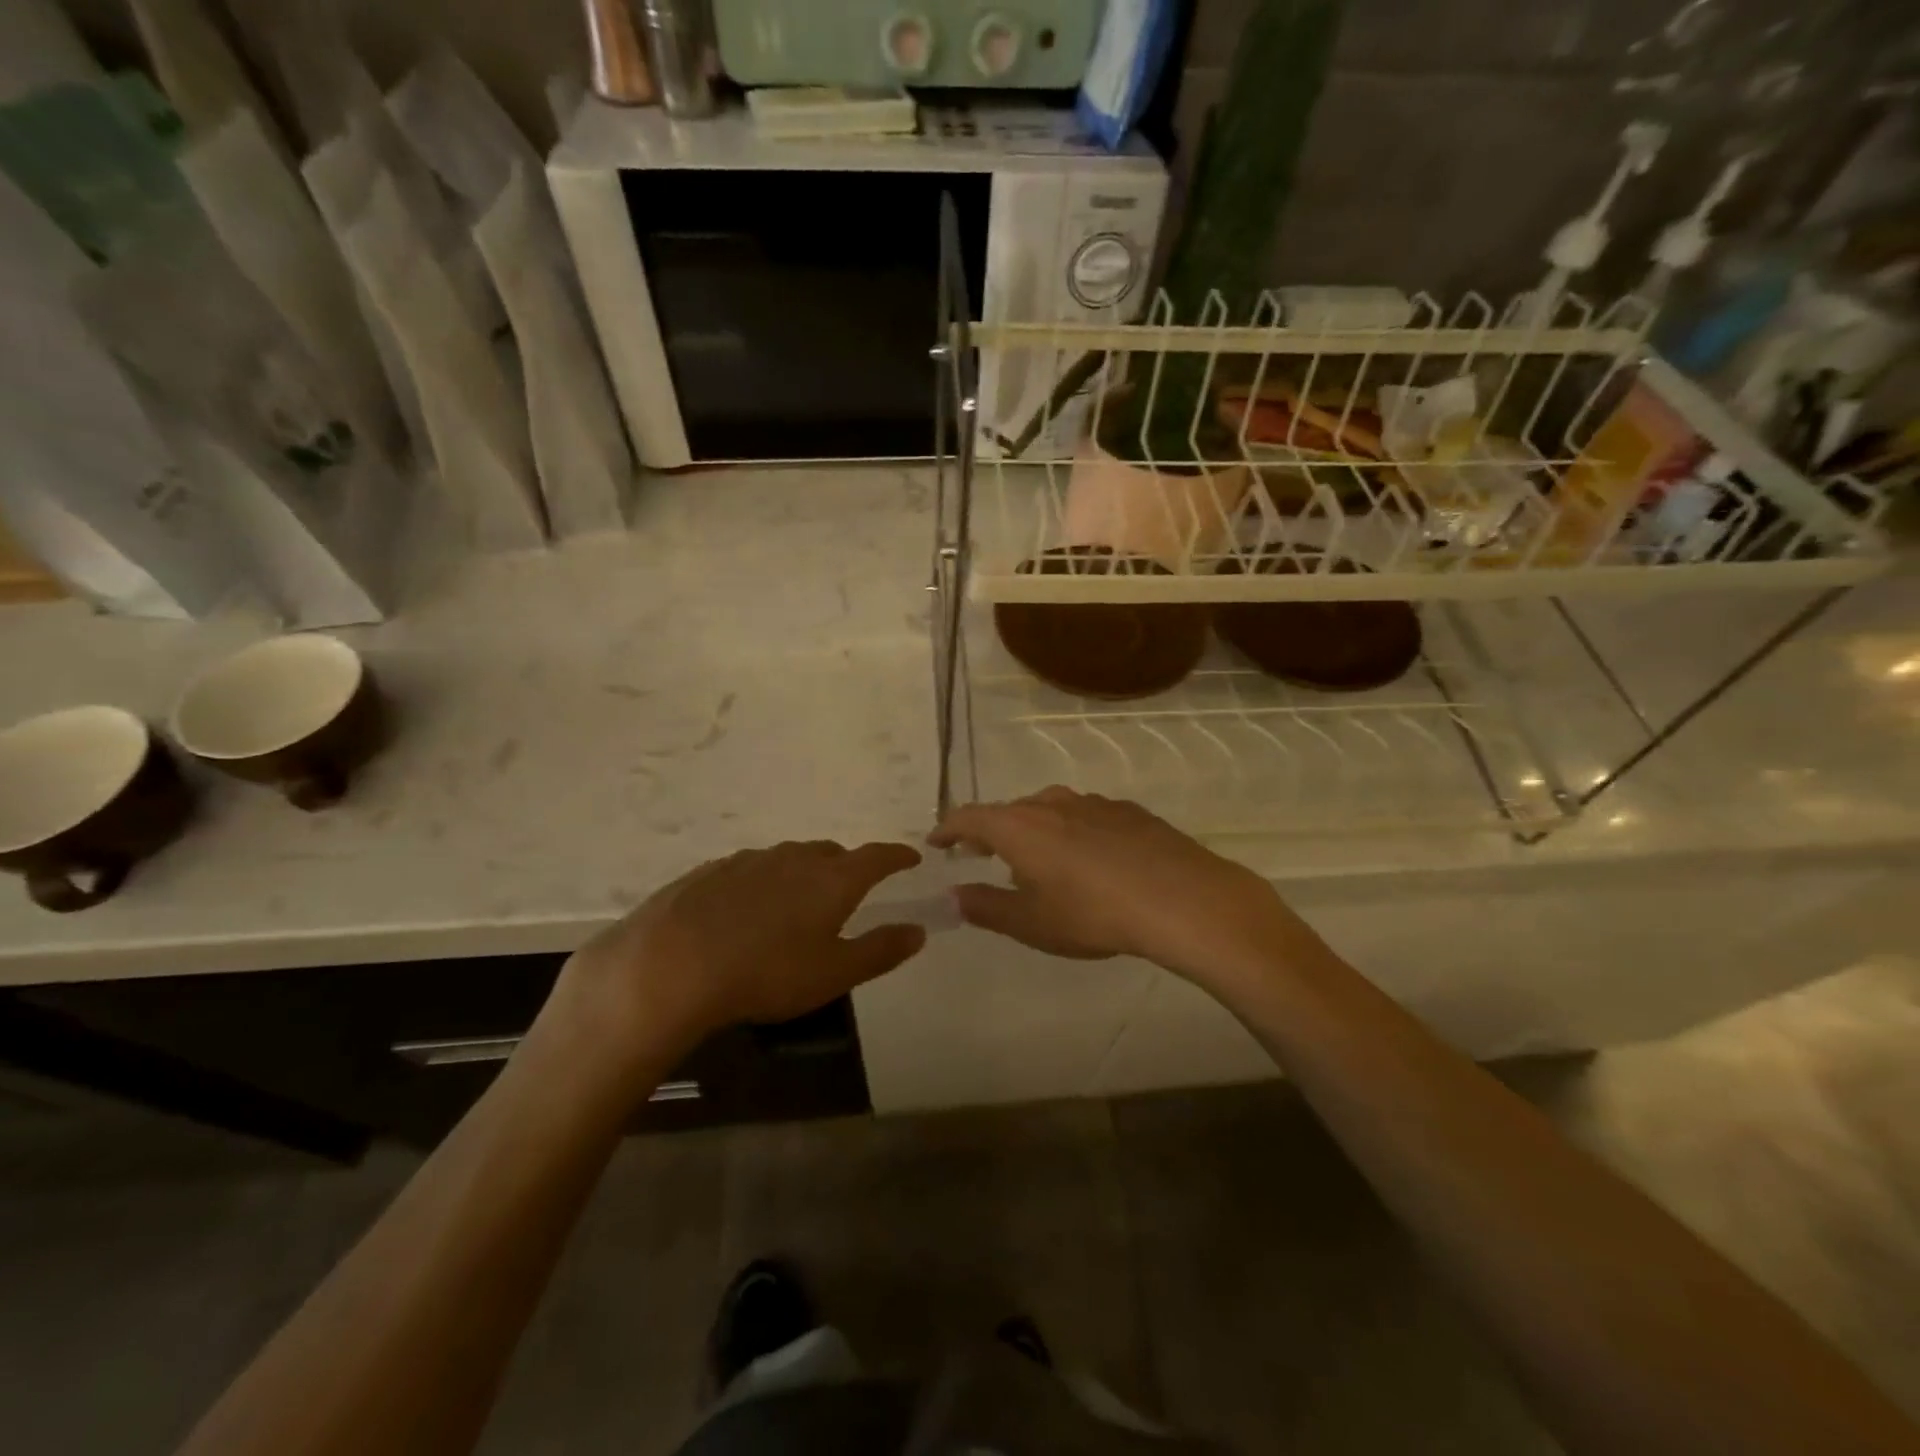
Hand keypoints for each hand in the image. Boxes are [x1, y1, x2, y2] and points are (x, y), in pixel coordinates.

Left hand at [548, 841, 926, 1078]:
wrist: (671, 964)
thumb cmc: (766, 973)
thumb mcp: (834, 974)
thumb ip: (880, 950)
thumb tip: (917, 931)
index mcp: (832, 879)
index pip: (877, 857)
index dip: (897, 856)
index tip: (911, 857)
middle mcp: (795, 858)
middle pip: (832, 854)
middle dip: (848, 867)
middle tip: (850, 892)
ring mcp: (750, 860)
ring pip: (789, 859)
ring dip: (803, 874)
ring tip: (798, 904)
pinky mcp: (712, 870)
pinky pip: (752, 870)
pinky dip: (764, 883)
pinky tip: (748, 911)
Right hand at [930, 788, 1318, 990]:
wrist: (1182, 899)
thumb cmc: (1093, 914)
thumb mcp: (1031, 923)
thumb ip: (986, 907)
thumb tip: (955, 894)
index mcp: (1019, 827)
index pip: (969, 817)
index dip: (948, 829)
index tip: (937, 843)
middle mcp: (1052, 804)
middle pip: (1009, 810)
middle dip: (990, 830)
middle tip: (981, 854)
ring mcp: (1094, 803)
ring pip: (1050, 809)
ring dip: (1033, 829)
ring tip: (1035, 858)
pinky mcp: (1129, 811)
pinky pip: (1085, 815)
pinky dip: (1070, 831)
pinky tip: (1088, 857)